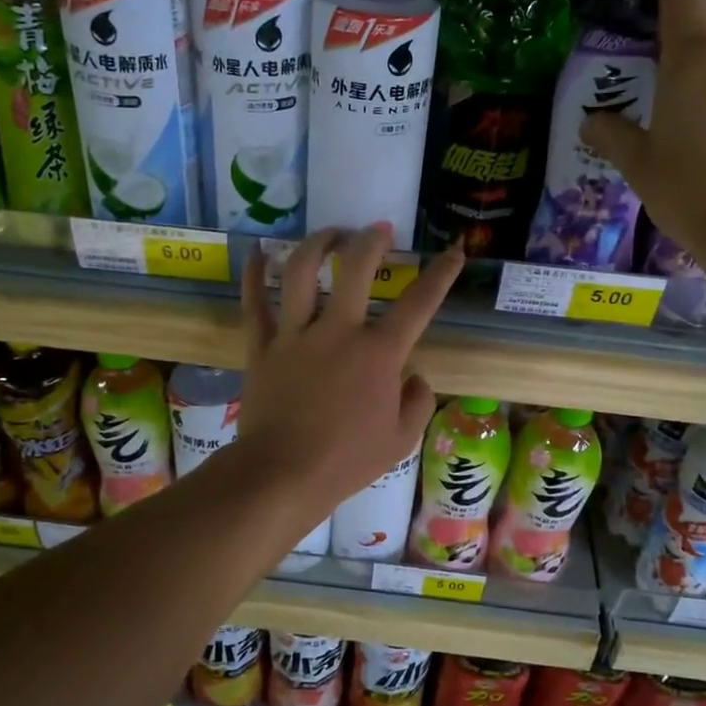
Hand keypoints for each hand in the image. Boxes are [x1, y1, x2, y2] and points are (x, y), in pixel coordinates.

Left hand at [238, 227, 462, 512]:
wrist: (283, 474)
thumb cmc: (347, 460)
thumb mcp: (401, 440)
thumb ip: (418, 402)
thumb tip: (415, 376)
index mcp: (379, 353)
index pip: (419, 304)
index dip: (441, 274)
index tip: (453, 252)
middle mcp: (338, 331)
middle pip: (356, 268)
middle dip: (371, 241)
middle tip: (378, 231)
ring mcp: (296, 335)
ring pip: (300, 272)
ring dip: (317, 245)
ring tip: (330, 234)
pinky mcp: (262, 346)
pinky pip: (254, 303)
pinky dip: (252, 275)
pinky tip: (256, 254)